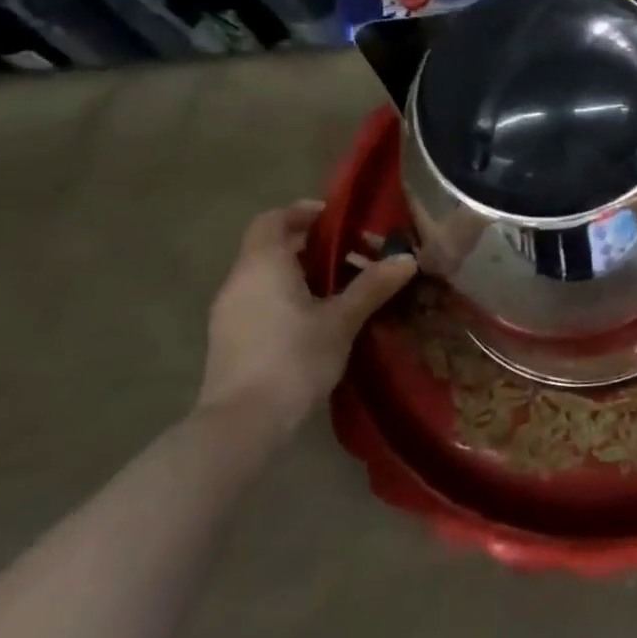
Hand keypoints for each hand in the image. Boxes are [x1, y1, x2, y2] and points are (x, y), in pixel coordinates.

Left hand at [199, 202, 416, 444]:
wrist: (242, 424)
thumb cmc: (294, 358)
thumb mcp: (342, 320)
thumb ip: (373, 286)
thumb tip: (407, 258)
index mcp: (263, 265)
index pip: (275, 219)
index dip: (305, 213)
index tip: (341, 222)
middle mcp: (239, 281)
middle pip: (274, 248)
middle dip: (316, 248)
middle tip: (358, 258)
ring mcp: (229, 313)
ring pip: (269, 277)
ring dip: (305, 275)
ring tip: (347, 291)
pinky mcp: (231, 340)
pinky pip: (263, 302)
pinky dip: (291, 298)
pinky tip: (321, 321)